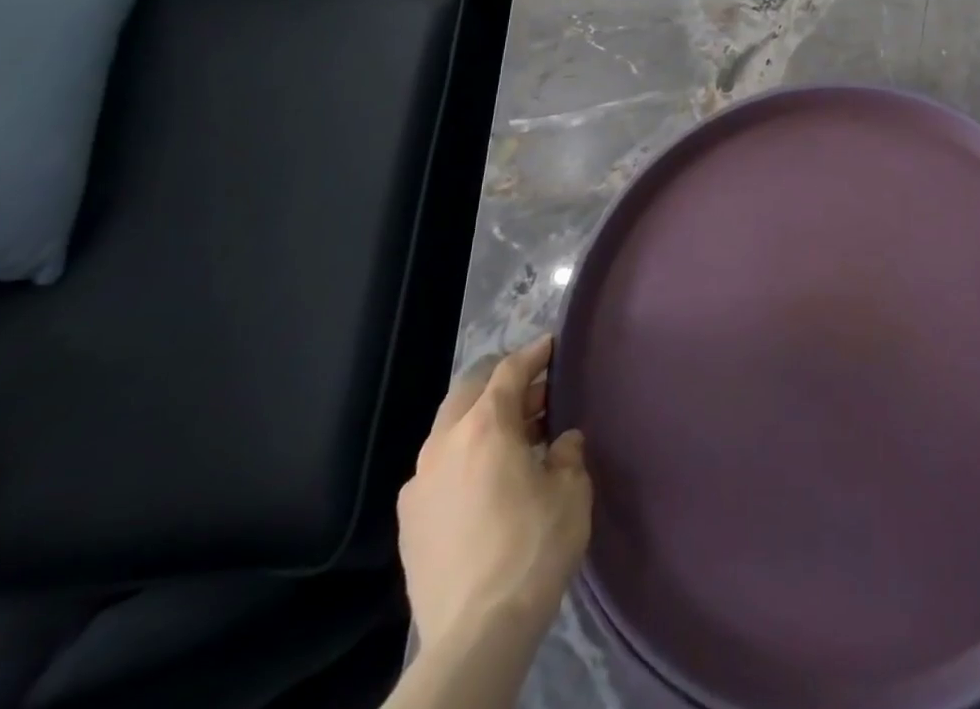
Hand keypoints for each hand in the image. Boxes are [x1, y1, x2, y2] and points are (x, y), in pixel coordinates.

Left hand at [397, 336, 591, 651]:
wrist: (476, 634)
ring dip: (481, 421)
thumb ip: (567, 454)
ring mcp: (419, 485)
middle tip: (535, 391)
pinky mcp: (409, 523)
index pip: (510, 371)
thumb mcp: (571, 491)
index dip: (534, 354)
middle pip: (469, 391)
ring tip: (515, 437)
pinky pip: (438, 470)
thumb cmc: (533, 547)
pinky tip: (486, 481)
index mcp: (486, 426)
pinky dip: (463, 458)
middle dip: (501, 383)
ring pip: (449, 430)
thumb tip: (562, 442)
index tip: (551, 345)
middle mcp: (444, 444)